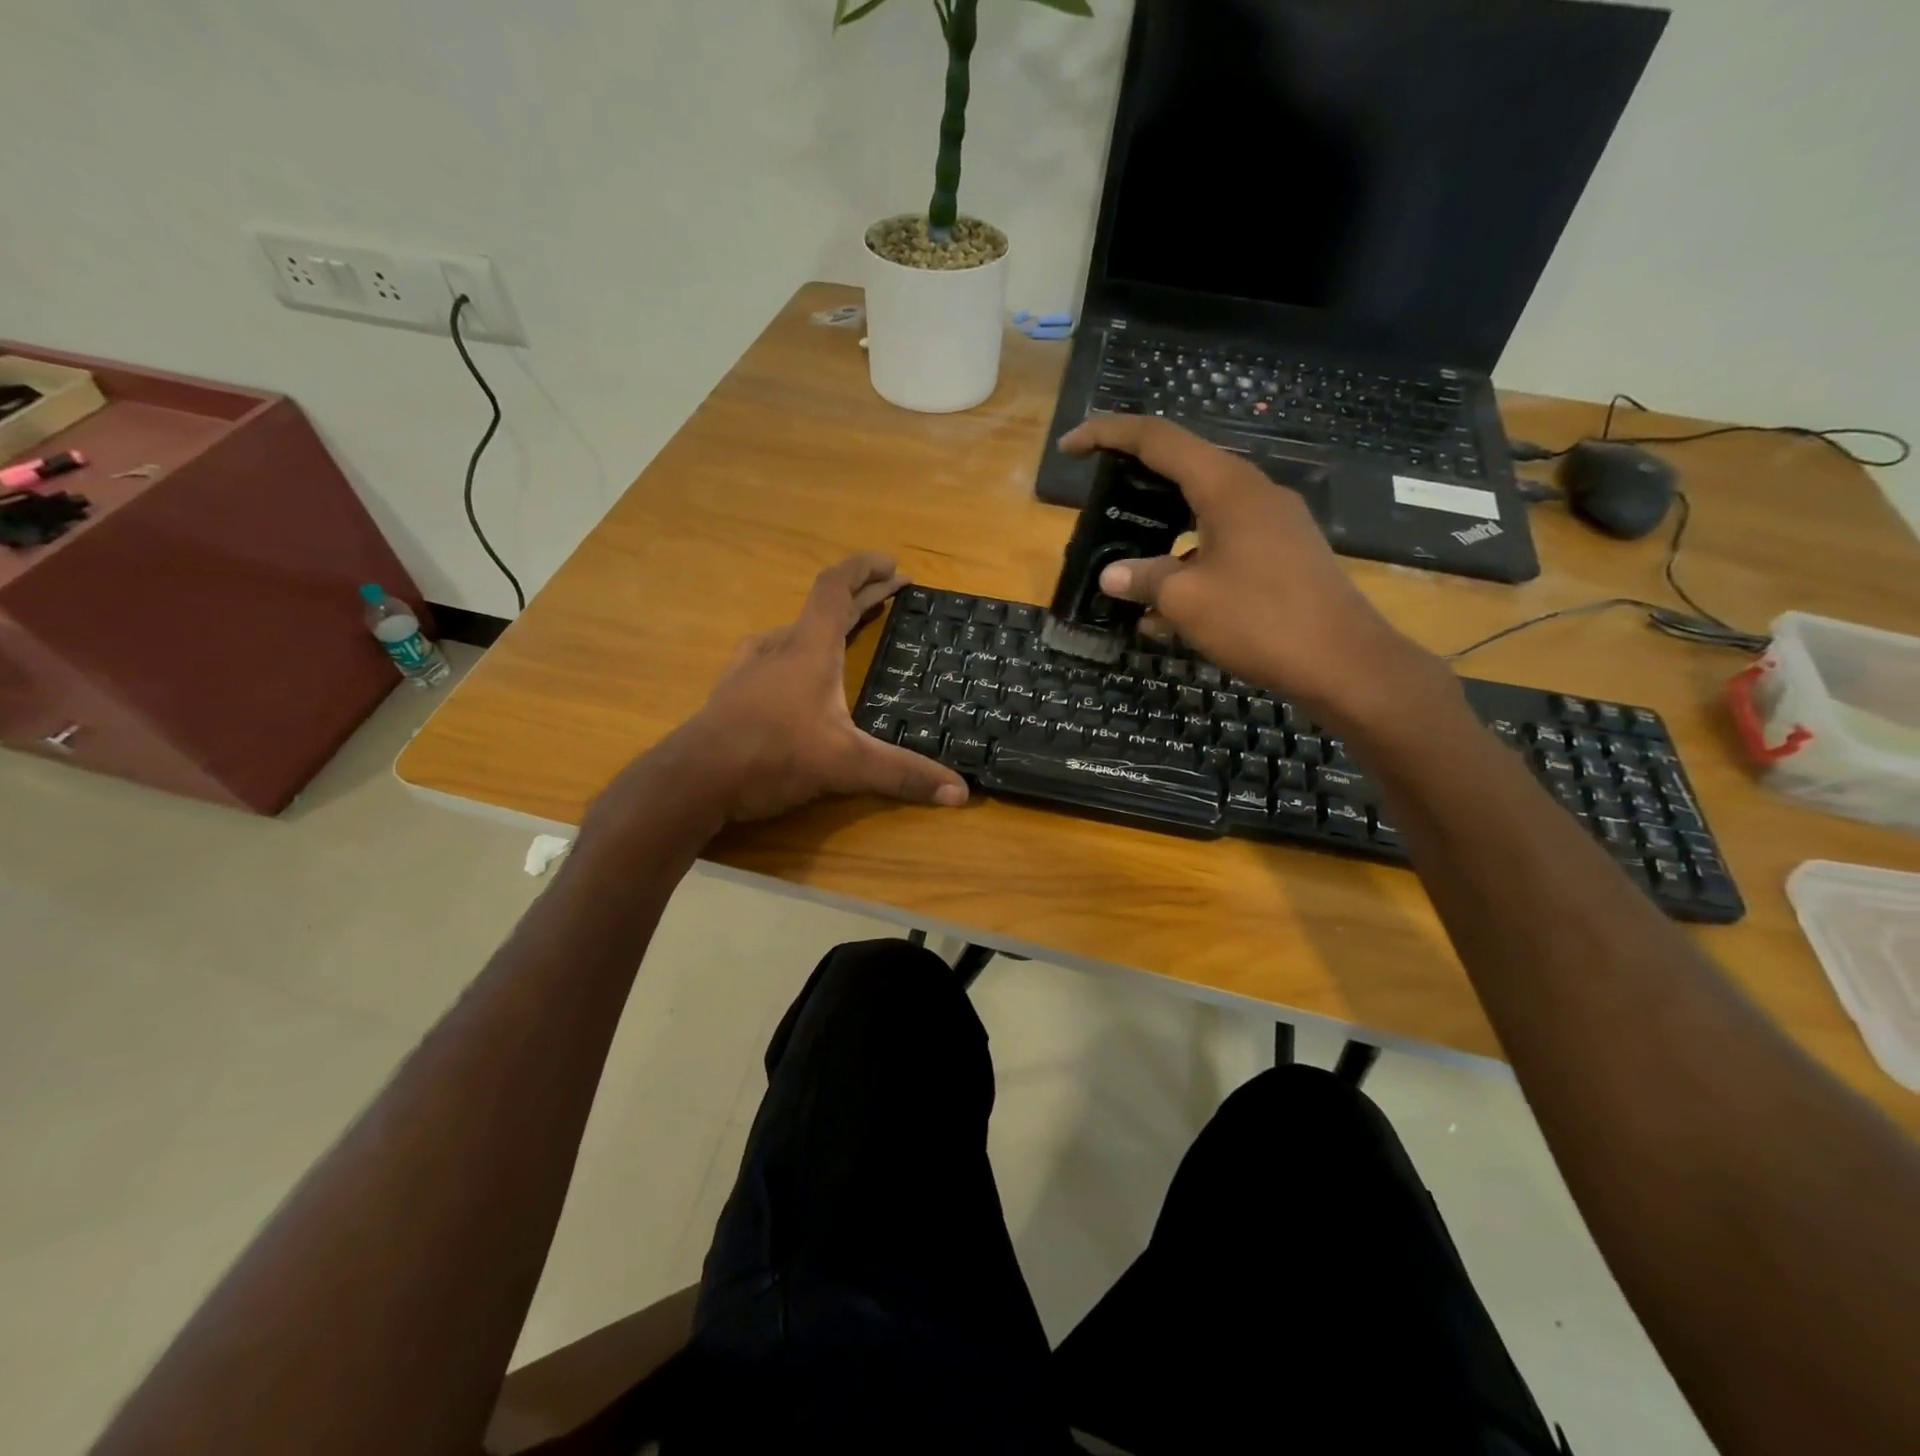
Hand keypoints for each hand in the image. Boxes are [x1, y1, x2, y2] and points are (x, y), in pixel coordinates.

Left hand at [644, 555, 968, 824]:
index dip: (865, 569)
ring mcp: (751, 668)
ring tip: (850, 632)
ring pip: (796, 631)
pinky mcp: (734, 692)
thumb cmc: (772, 756)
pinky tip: (796, 674)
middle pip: (823, 607)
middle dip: (862, 596)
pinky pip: (774, 656)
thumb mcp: (846, 766)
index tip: (893, 565)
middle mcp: (779, 647)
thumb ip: (903, 775)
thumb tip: (960, 792)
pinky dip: (800, 651)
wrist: (693, 780)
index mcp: (809, 648)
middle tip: (892, 593)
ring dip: (828, 624)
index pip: (836, 587)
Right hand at [1058, 416, 1450, 729]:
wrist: (1343, 662)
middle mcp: (1252, 492)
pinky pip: (1222, 542)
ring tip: (1125, 558)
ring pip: (1201, 510)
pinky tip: (1165, 605)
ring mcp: (1272, 522)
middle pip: (1182, 468)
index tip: (1070, 446)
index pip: (1157, 439)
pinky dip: (1188, 560)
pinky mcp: (1282, 553)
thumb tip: (1112, 576)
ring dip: (1160, 529)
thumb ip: (1144, 579)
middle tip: (1098, 498)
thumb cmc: (1260, 621)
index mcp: (1226, 486)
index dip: (1107, 434)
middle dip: (1135, 480)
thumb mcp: (1187, 600)